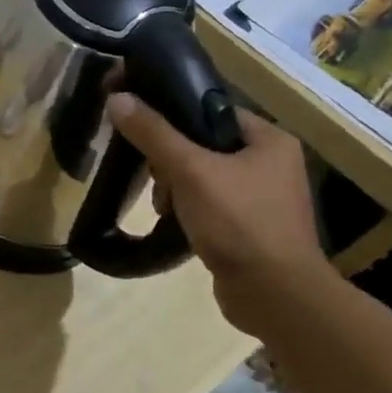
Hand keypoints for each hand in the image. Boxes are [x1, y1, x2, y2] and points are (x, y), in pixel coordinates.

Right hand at [105, 95, 331, 334]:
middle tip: (156, 176)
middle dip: (170, 160)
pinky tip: (174, 221)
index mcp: (270, 140)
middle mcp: (271, 163)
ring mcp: (263, 198)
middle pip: (203, 143)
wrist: (274, 295)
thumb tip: (117, 98)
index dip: (172, 112)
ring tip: (164, 206)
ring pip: (201, 175)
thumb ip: (153, 133)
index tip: (140, 125)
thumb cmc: (239, 222)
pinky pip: (209, 203)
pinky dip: (187, 209)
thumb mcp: (190, 171)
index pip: (211, 109)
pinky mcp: (250, 227)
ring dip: (175, 187)